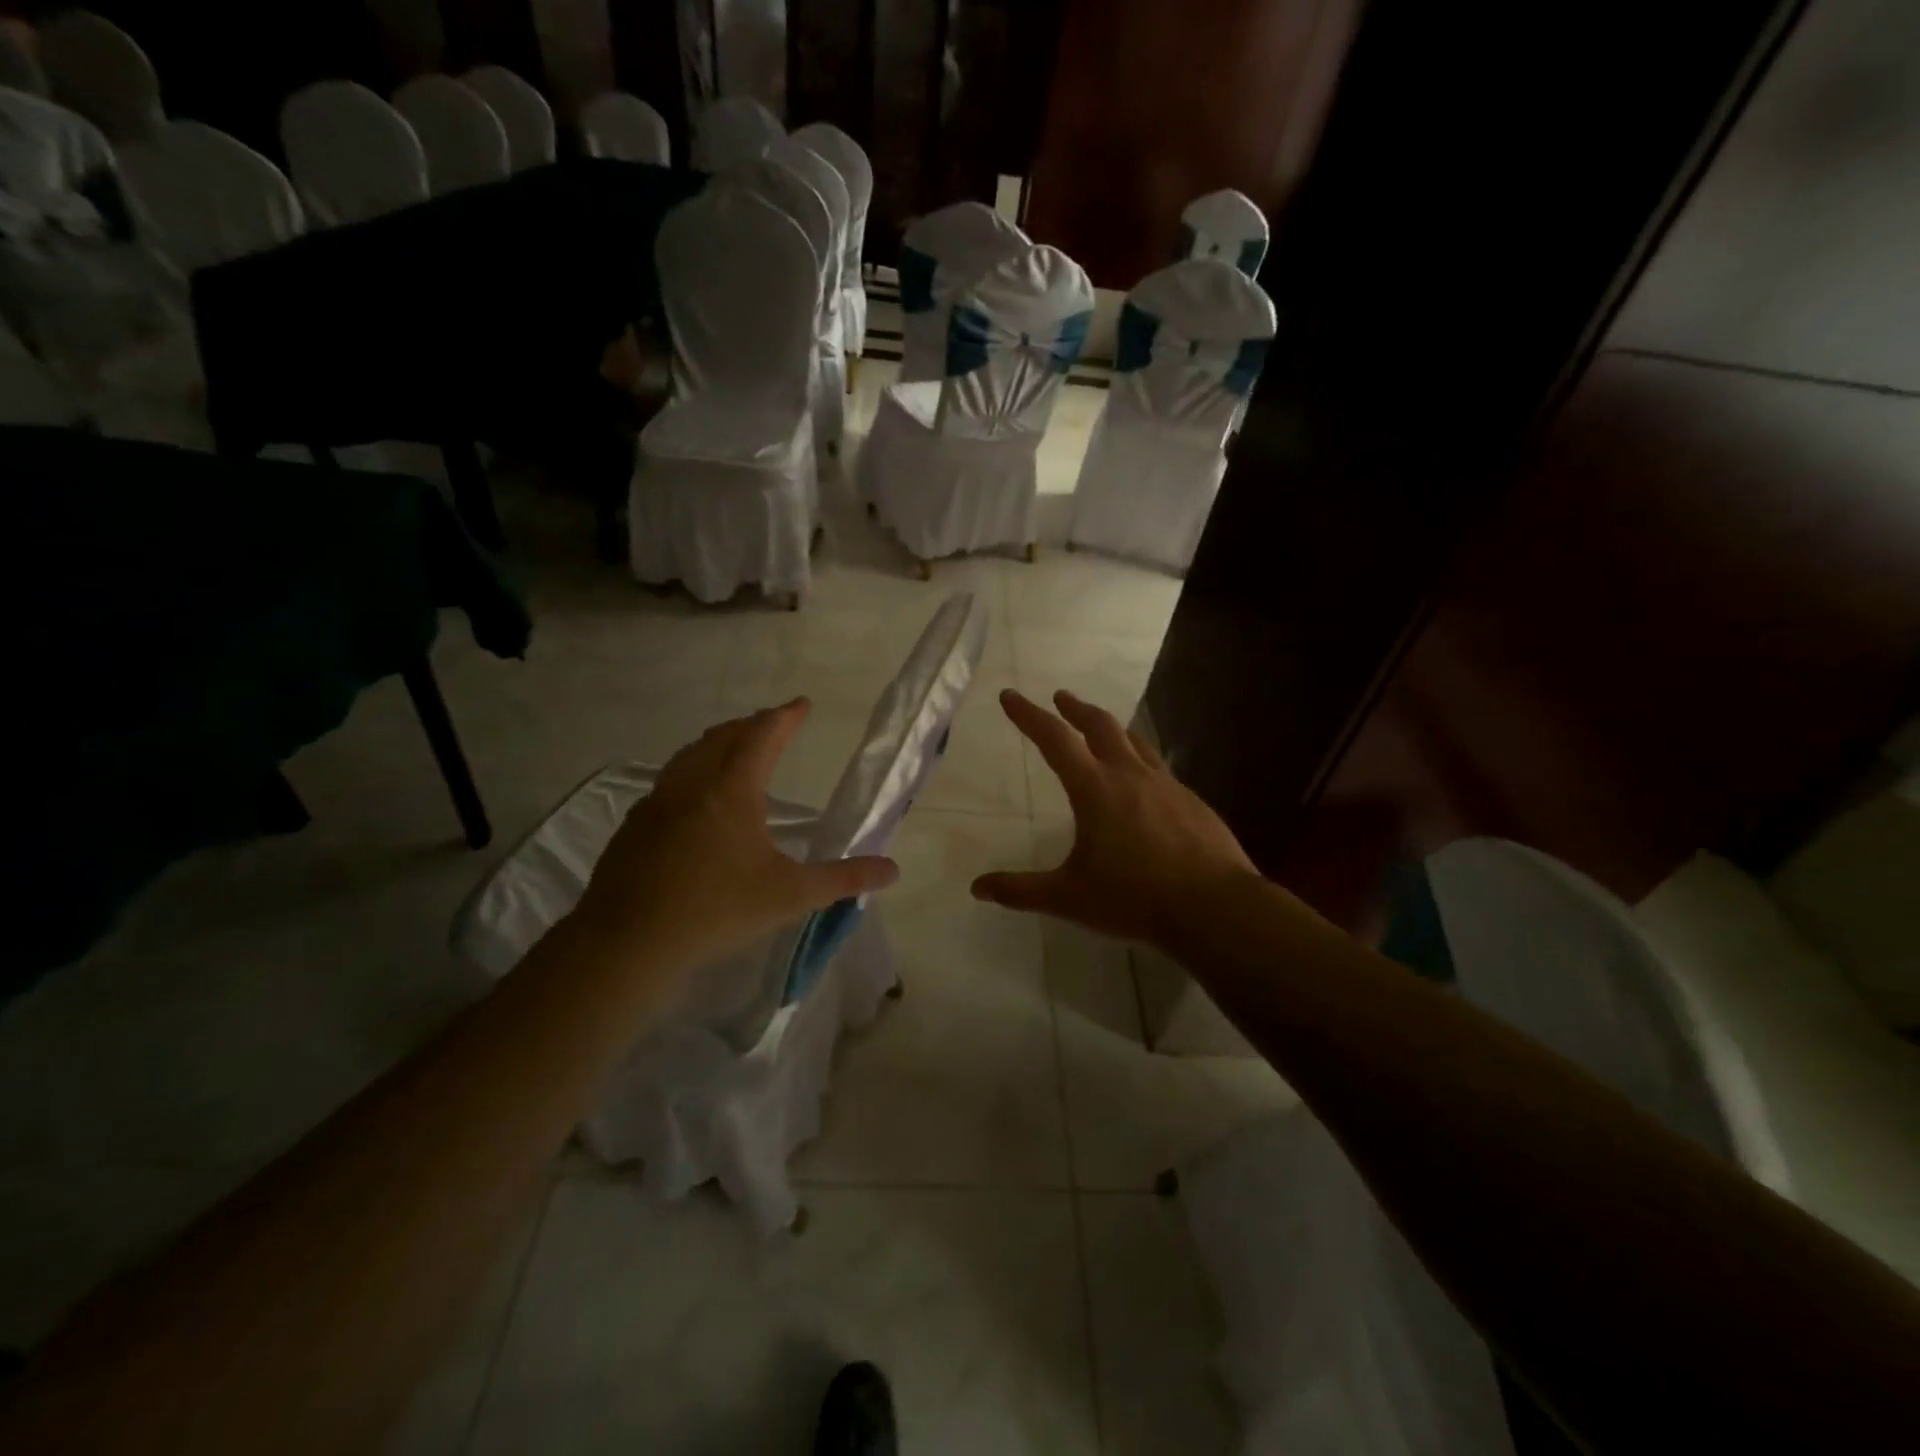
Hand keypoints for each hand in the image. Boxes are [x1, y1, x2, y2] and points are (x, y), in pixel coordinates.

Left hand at [569, 699, 898, 990]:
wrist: (627, 943)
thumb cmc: (716, 911)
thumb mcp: (791, 896)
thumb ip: (844, 879)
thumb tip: (892, 871)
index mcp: (731, 790)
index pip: (762, 736)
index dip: (785, 717)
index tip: (802, 704)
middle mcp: (692, 784)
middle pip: (723, 737)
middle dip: (752, 725)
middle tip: (773, 724)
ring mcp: (656, 802)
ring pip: (690, 755)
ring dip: (717, 743)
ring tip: (734, 748)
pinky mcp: (634, 826)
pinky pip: (669, 781)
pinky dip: (692, 771)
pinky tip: (694, 799)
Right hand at [973, 690, 1259, 948]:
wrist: (1214, 907)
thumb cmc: (1134, 898)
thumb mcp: (1069, 898)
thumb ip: (1021, 891)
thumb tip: (977, 888)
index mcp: (1095, 789)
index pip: (1054, 739)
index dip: (1028, 715)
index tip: (1010, 695)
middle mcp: (1130, 775)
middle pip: (1099, 726)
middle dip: (1075, 709)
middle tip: (1061, 698)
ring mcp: (1166, 785)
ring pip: (1134, 741)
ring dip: (1111, 728)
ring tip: (1101, 728)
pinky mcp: (1191, 801)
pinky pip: (1159, 767)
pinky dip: (1140, 759)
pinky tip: (1143, 780)